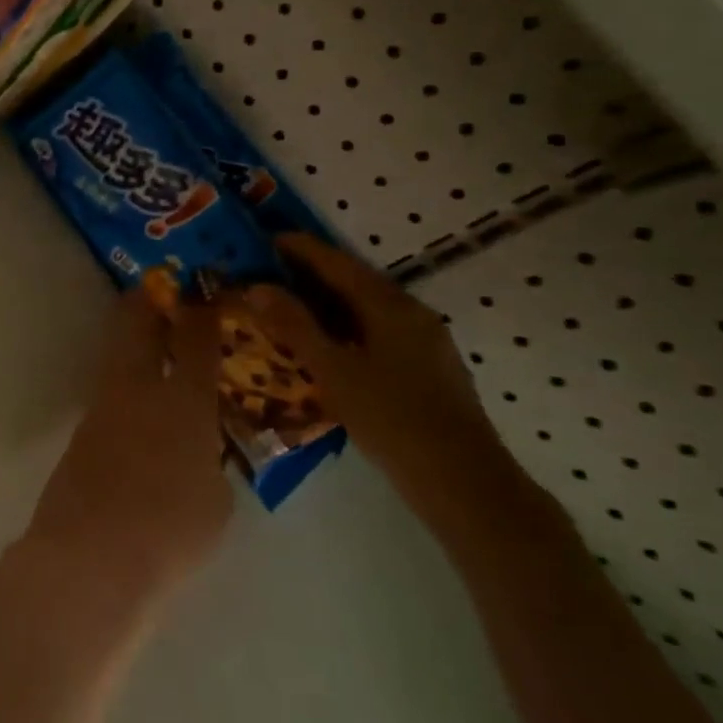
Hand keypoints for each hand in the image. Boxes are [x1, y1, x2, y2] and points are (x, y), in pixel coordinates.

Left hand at [25, 289, 232, 607]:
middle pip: (138, 323)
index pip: (195, 338)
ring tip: (155, 339)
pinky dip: (127, 381)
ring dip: (135, 339)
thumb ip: (211, 463)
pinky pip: (110, 390)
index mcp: (183, 400)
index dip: (203, 308)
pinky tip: (139, 400)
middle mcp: (138, 389)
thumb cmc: (169, 531)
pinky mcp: (82, 432)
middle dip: (151, 300)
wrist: (89, 557)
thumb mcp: (216, 501)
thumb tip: (199, 450)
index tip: (208, 289)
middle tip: (165, 290)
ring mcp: (103, 407)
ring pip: (119, 353)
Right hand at [221, 235, 515, 520]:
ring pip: (370, 307)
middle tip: (273, 271)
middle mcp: (412, 313)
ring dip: (331, 300)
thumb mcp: (334, 371)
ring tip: (294, 305)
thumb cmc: (393, 420)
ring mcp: (426, 340)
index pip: (337, 264)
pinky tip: (333, 344)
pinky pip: (381, 329)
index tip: (267, 239)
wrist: (465, 483)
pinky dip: (349, 325)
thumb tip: (257, 287)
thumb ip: (295, 326)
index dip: (302, 249)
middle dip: (314, 272)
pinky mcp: (430, 367)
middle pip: (356, 281)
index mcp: (389, 306)